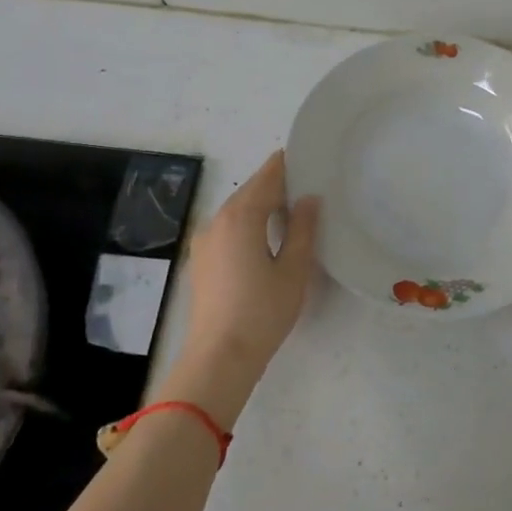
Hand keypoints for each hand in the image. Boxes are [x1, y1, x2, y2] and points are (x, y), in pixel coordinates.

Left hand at [170, 151, 319, 422]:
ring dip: (260, 204)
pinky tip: (264, 234)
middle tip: (305, 181)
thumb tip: (309, 199)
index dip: (284, 164)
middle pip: (249, 191)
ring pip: (236, 210)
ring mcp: (205, 242)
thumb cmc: (263, 311)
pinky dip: (247, 222)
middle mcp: (217, 221)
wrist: (220, 356)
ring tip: (290, 207)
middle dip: (274, 184)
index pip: (266, 178)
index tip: (303, 154)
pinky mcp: (202, 261)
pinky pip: (228, 228)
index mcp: (241, 217)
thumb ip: (303, 229)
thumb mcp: (294, 269)